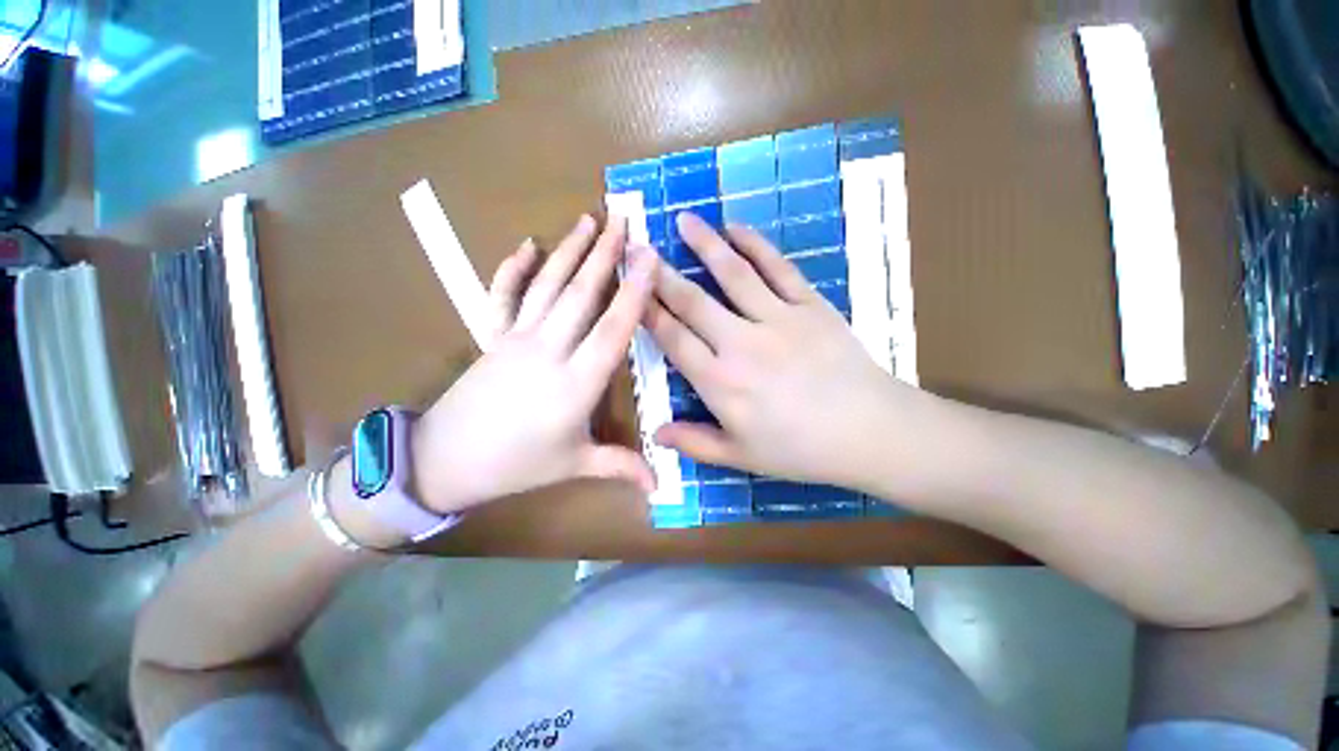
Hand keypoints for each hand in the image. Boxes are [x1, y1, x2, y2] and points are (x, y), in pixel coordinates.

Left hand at [411, 215, 658, 512]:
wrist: (443, 462)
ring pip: (547, 286)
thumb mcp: (574, 465)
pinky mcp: (492, 337)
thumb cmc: (517, 465)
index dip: (634, 291)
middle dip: (605, 254)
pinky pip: (502, 296)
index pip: (614, 328)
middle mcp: (549, 351)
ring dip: (569, 251)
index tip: (648, 258)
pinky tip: (526, 245)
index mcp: (576, 382)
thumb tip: (660, 484)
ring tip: (588, 219)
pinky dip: (512, 269)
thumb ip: (620, 466)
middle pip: (581, 294)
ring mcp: (517, 339)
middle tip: (622, 219)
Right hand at [644, 213, 920, 490]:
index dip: (647, 311)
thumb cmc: (800, 450)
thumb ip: (696, 444)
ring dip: (706, 245)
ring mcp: (778, 319)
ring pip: (733, 274)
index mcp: (720, 382)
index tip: (630, 287)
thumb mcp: (741, 456)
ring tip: (684, 220)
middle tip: (640, 247)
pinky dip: (756, 245)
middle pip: (693, 301)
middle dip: (661, 273)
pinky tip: (737, 228)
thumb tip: (656, 433)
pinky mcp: (810, 305)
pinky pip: (778, 268)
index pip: (673, 338)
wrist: (870, 431)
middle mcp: (741, 343)